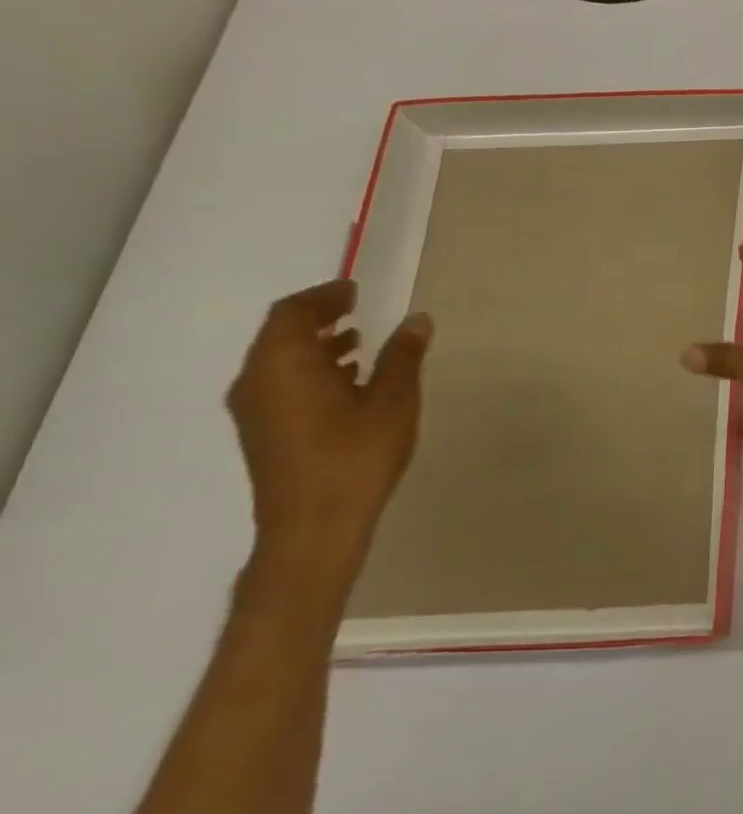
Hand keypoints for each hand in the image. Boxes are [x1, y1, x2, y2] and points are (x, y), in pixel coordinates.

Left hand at [226, 280, 432, 591]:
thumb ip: (403, 356)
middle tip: (358, 308)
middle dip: (319, 316)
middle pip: (281, 333)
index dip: (325, 296)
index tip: (356, 289)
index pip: (294, 312)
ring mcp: (255, 408)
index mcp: (284, 364)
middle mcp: (258, 380)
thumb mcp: (393, 399)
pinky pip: (281, 381)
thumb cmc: (356, 454)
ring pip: (280, 359)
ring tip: (359, 341)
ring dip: (316, 343)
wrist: (314, 525)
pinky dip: (311, 368)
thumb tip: (417, 319)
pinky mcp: (263, 431)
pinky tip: (347, 380)